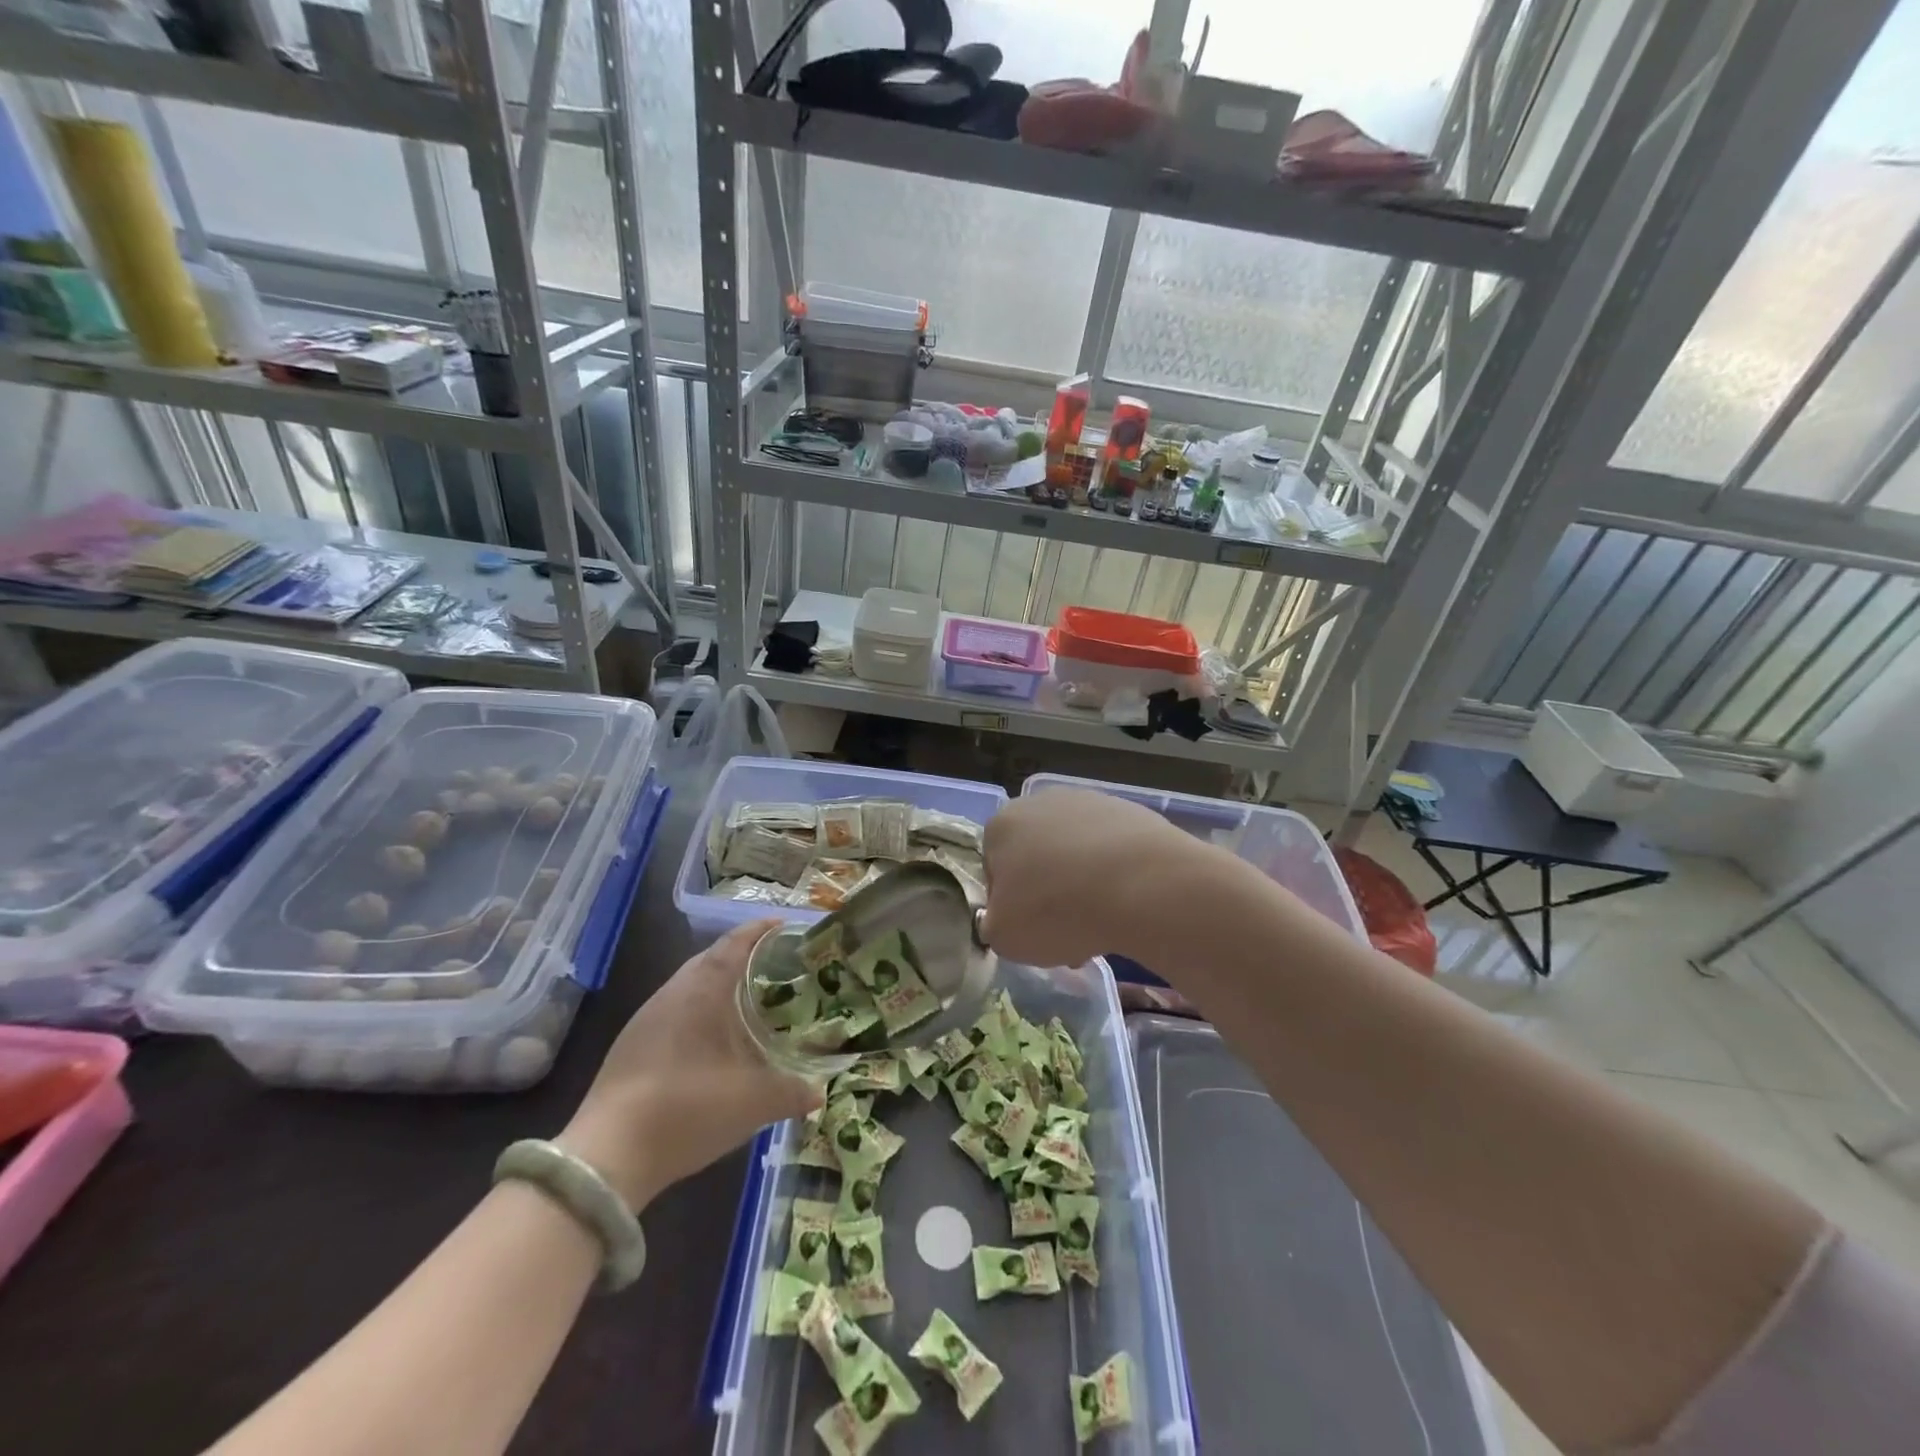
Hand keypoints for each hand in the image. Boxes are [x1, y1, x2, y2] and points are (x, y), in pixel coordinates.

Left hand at [559, 920, 819, 1208]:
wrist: (606, 1159)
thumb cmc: (687, 1109)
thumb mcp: (754, 1102)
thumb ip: (793, 1092)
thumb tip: (819, 1091)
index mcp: (702, 989)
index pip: (735, 943)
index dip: (761, 931)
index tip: (787, 927)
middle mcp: (673, 993)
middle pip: (711, 959)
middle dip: (744, 957)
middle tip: (778, 967)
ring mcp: (646, 1020)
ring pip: (691, 986)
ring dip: (721, 986)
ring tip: (751, 1000)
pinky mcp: (631, 1047)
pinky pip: (676, 1011)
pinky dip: (702, 1011)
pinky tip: (715, 1040)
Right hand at [981, 789, 1190, 967]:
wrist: (1142, 885)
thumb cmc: (1057, 910)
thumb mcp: (1004, 938)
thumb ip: (995, 925)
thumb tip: (1005, 918)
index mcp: (1001, 825)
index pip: (994, 869)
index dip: (1010, 906)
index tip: (1031, 931)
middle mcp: (1040, 802)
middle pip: (1037, 857)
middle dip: (1049, 892)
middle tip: (1067, 932)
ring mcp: (1089, 801)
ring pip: (1075, 853)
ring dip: (1082, 885)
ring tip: (1103, 923)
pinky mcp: (1130, 811)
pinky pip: (1112, 850)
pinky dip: (1116, 874)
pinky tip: (1129, 903)